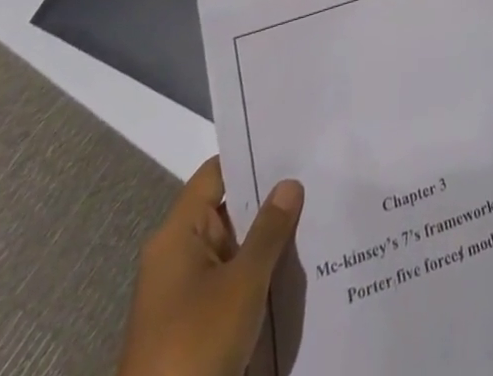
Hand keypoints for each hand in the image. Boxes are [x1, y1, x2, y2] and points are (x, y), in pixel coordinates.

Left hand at [118, 157, 303, 375]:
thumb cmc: (196, 346)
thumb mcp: (242, 284)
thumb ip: (269, 230)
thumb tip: (289, 183)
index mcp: (177, 234)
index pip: (216, 173)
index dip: (251, 157)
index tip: (292, 146)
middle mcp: (177, 254)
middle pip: (226, 208)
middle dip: (268, 198)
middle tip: (316, 177)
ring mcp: (184, 292)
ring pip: (232, 247)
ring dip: (266, 239)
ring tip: (316, 215)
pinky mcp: (194, 324)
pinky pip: (230, 280)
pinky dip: (257, 272)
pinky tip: (295, 268)